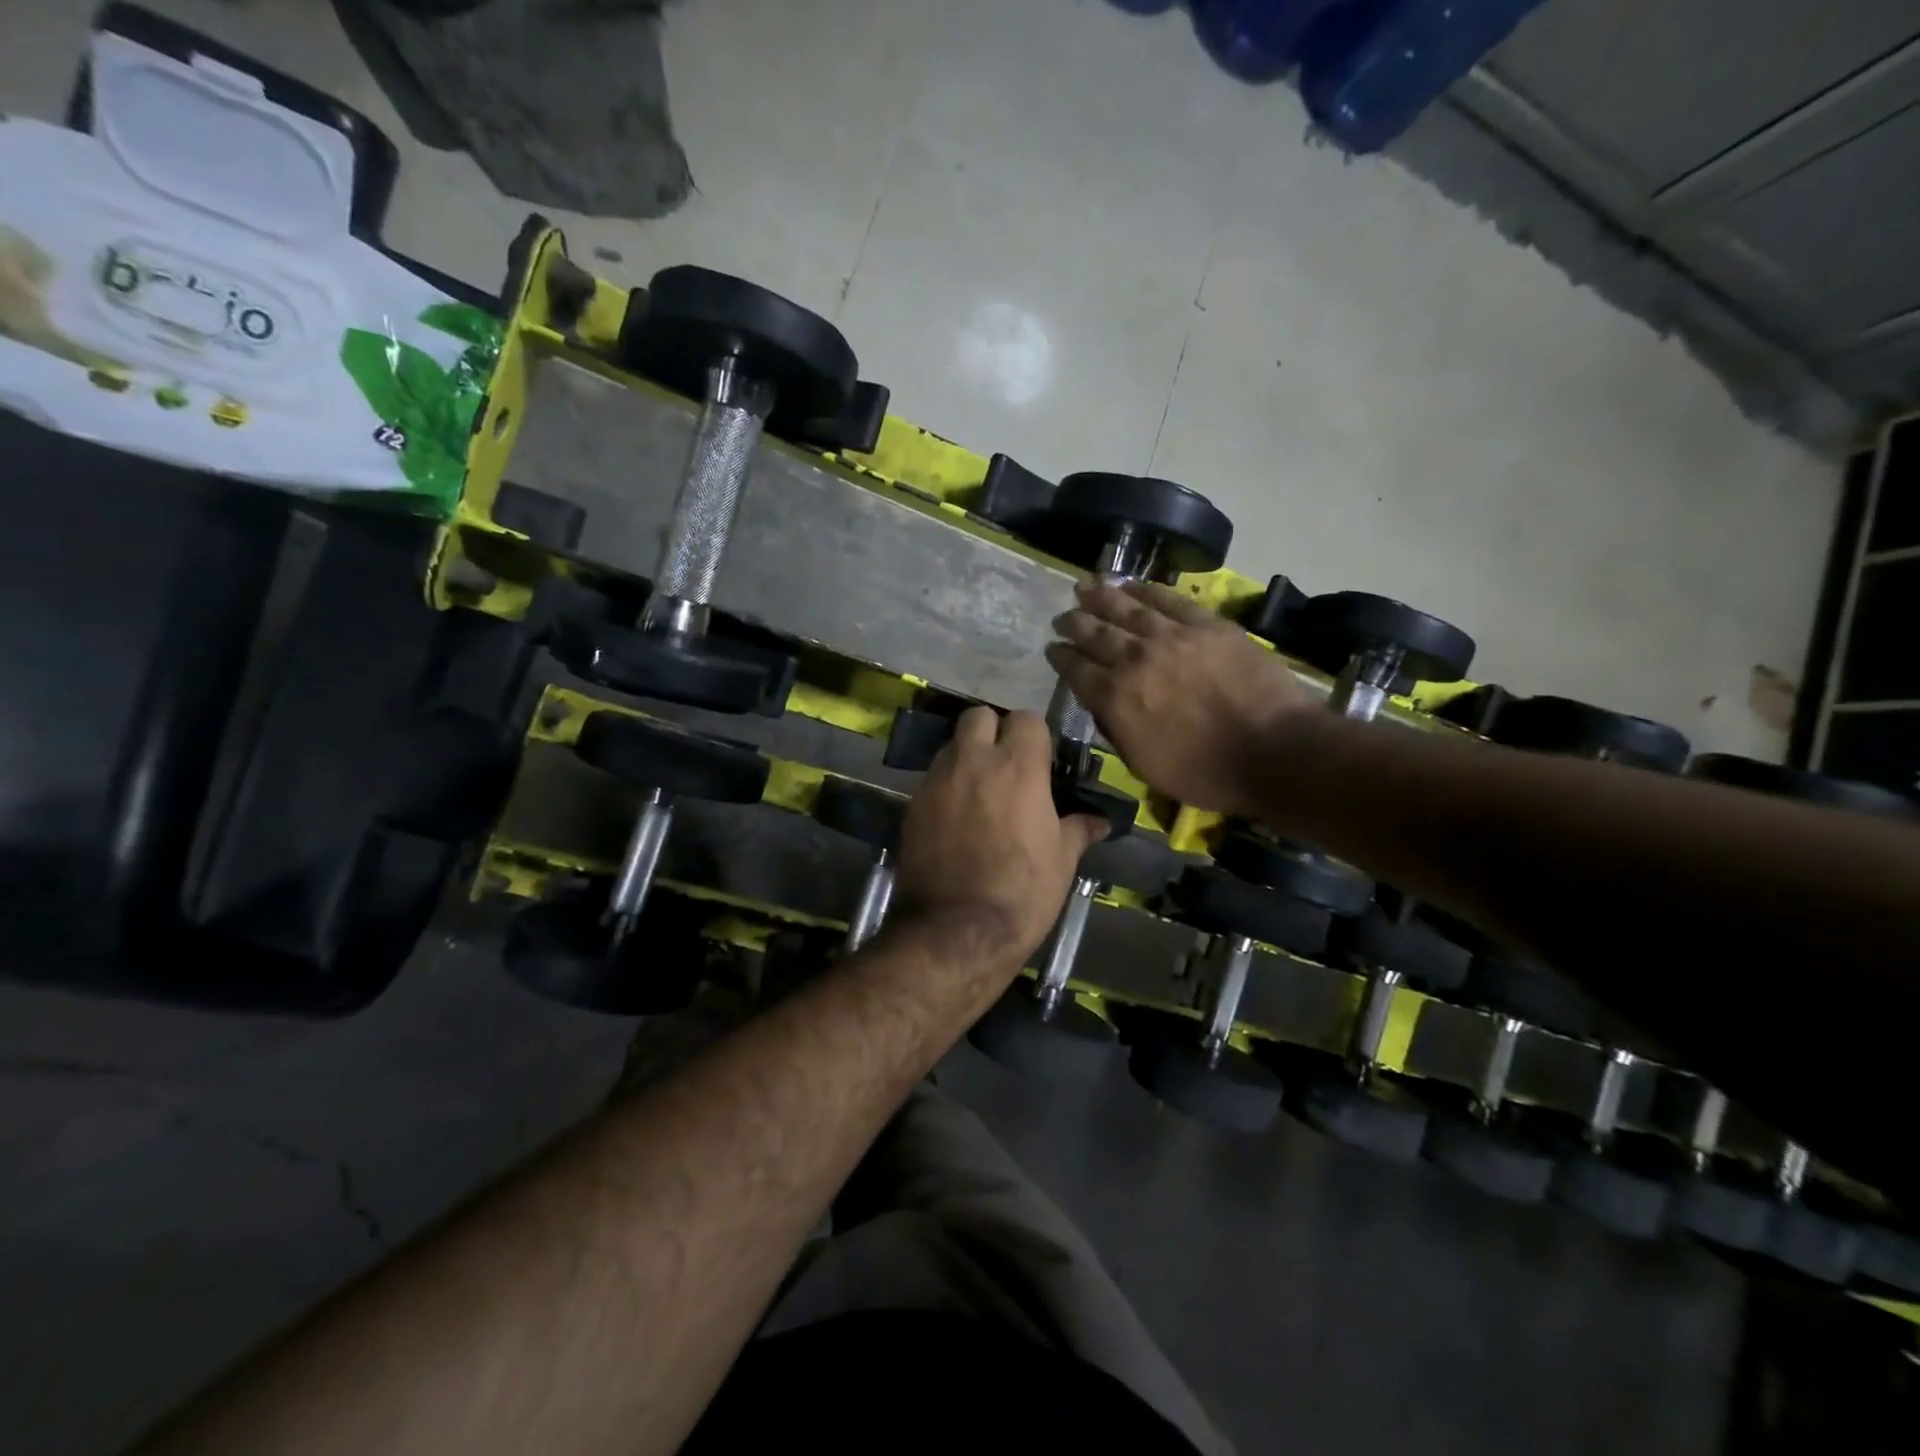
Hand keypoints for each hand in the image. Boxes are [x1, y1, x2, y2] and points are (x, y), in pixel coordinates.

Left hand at [891, 707, 1107, 971]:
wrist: (955, 932)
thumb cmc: (1021, 893)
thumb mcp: (1061, 861)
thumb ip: (1078, 829)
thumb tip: (1101, 821)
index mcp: (1018, 766)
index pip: (1026, 719)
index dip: (1034, 736)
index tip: (1040, 761)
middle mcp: (973, 761)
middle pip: (979, 716)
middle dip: (993, 731)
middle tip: (1006, 764)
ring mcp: (937, 780)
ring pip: (952, 745)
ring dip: (967, 757)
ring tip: (980, 792)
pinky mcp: (912, 804)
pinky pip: (933, 778)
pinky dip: (946, 785)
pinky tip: (956, 817)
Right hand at [1046, 580, 1309, 814]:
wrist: (1272, 751)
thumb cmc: (1205, 772)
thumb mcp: (1144, 765)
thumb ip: (1115, 728)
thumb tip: (1099, 702)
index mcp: (1115, 698)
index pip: (1076, 669)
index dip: (1061, 657)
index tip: (1053, 648)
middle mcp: (1134, 659)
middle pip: (1094, 633)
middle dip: (1074, 623)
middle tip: (1063, 618)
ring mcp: (1171, 637)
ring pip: (1126, 608)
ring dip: (1100, 597)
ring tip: (1084, 587)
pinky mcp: (1206, 624)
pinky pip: (1167, 600)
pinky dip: (1144, 590)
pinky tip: (1130, 585)